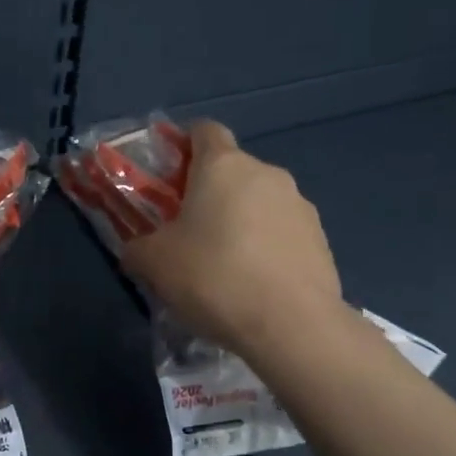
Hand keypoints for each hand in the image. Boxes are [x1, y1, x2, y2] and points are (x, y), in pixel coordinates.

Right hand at [119, 121, 345, 368]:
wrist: (291, 325)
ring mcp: (300, 205)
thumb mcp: (154, 263)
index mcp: (223, 165)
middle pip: (231, 169)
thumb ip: (137, 247)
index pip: (203, 129)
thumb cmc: (213, 277)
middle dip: (208, 193)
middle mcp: (266, 173)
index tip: (168, 176)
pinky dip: (265, 246)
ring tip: (223, 265)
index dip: (183, 145)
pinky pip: (282, 232)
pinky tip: (254, 283)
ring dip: (240, 220)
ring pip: (259, 202)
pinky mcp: (321, 239)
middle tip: (187, 231)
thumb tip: (135, 250)